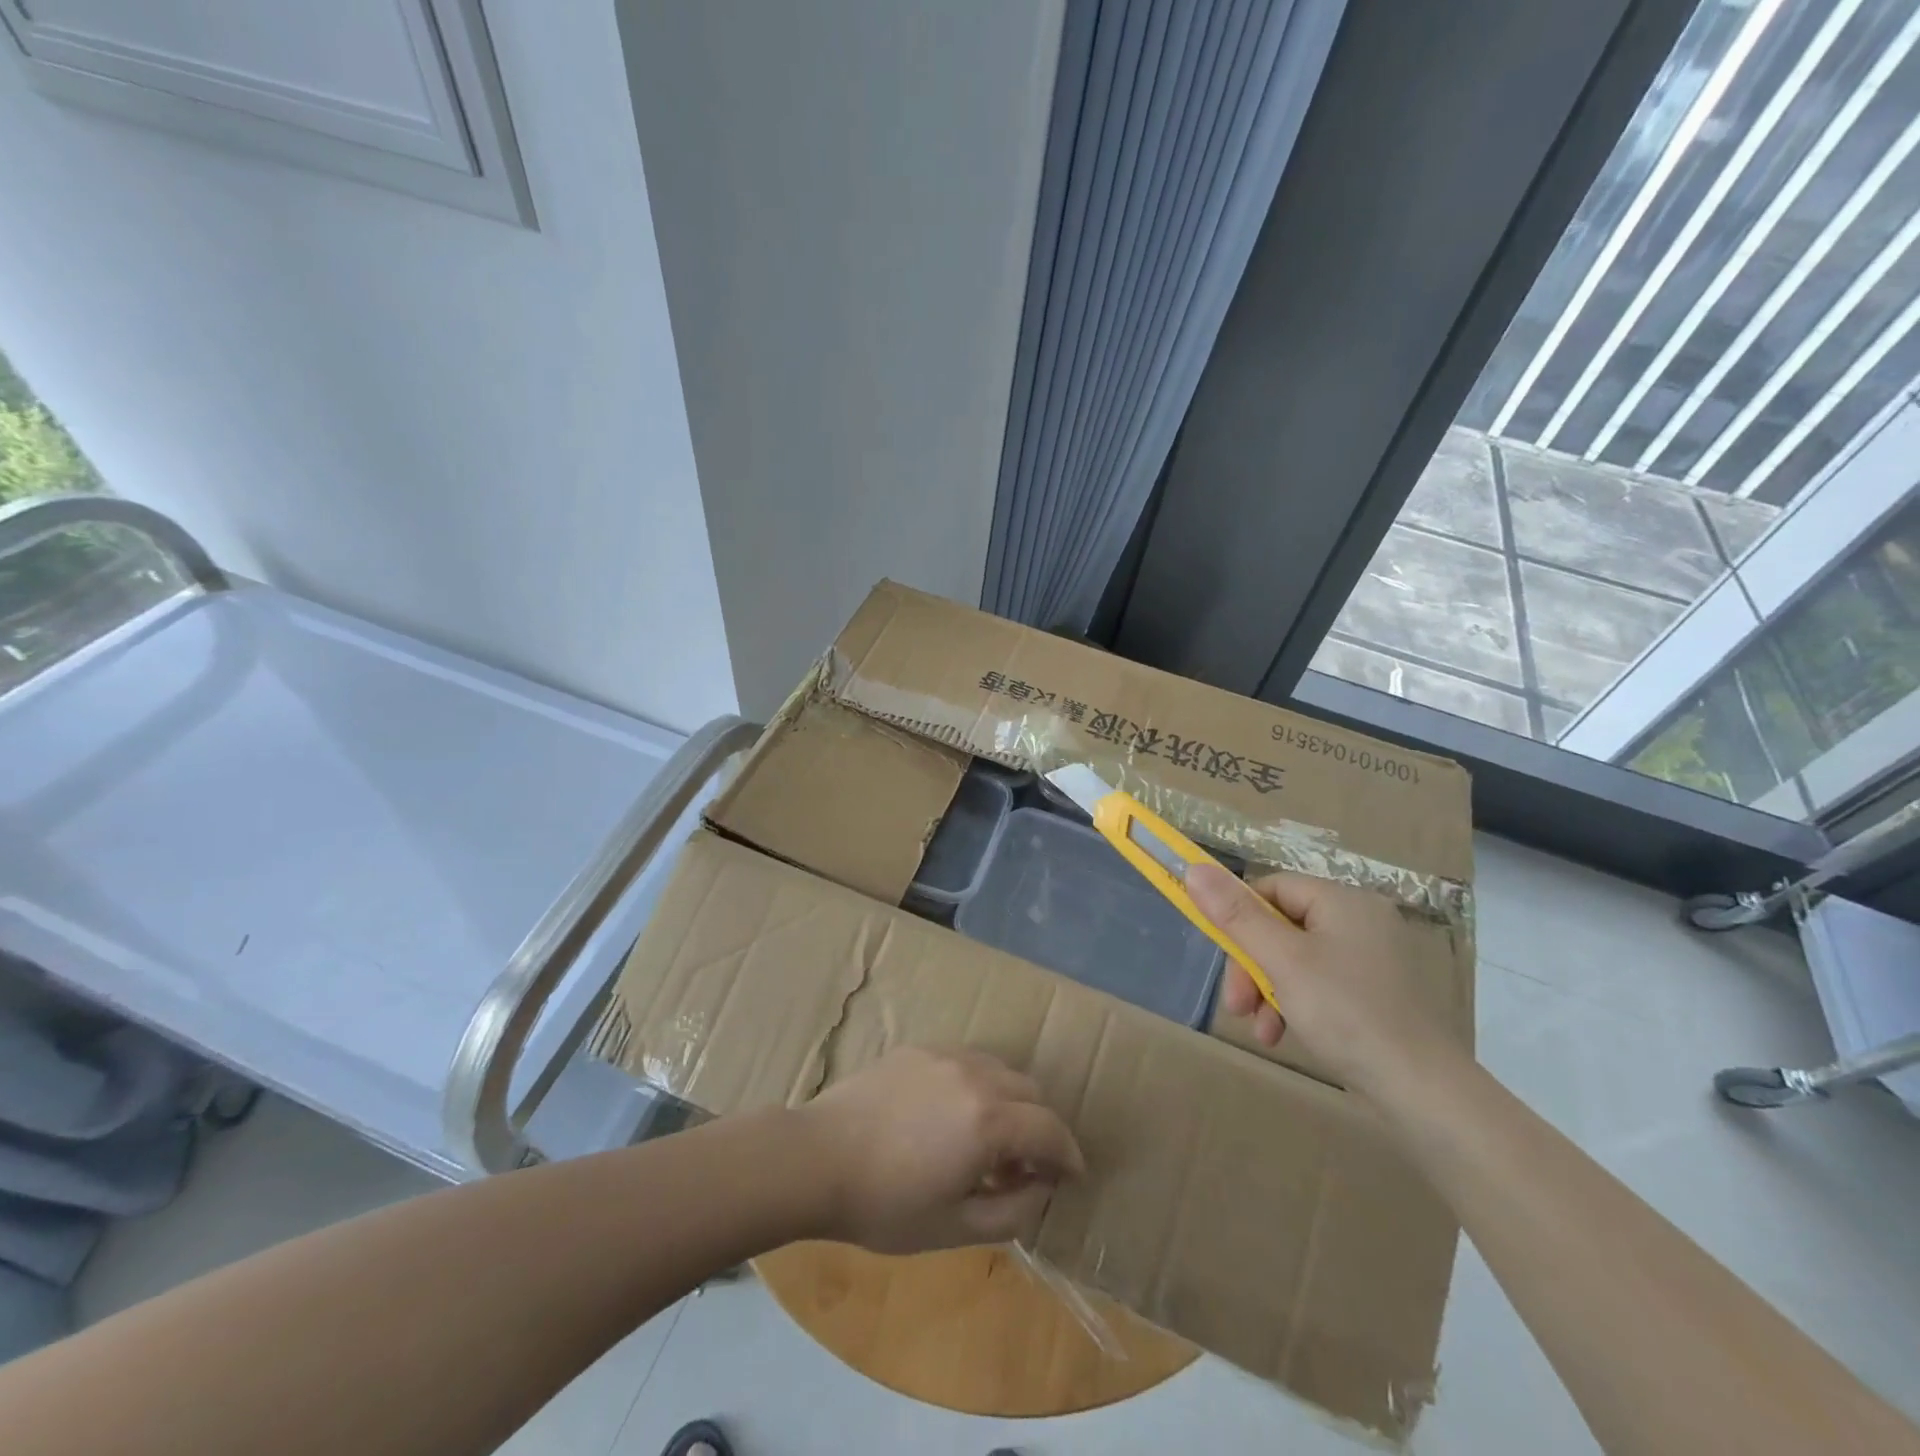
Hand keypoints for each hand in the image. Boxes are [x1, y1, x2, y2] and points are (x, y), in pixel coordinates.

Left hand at [797, 1047, 1085, 1253]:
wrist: (817, 1158)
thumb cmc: (885, 1204)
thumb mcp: (955, 1227)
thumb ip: (1012, 1211)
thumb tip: (1041, 1186)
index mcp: (989, 1119)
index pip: (1050, 1129)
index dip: (1069, 1155)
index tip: (1072, 1176)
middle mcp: (975, 1075)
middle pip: (1031, 1092)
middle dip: (1040, 1128)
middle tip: (1024, 1167)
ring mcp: (945, 1055)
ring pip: (1001, 1069)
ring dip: (1011, 1102)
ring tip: (988, 1139)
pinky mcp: (919, 1048)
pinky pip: (967, 1060)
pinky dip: (979, 1084)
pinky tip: (954, 1114)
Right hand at [1185, 864, 1455, 1097]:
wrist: (1423, 1092)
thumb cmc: (1346, 1013)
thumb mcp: (1281, 961)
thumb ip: (1235, 915)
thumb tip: (1193, 868)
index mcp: (1343, 901)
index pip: (1272, 889)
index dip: (1239, 917)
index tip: (1224, 956)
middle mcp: (1360, 920)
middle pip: (1280, 927)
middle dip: (1251, 967)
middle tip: (1236, 1006)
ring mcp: (1370, 958)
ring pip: (1294, 959)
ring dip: (1267, 991)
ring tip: (1260, 1030)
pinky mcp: (1374, 992)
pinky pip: (1318, 983)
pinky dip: (1294, 1005)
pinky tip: (1283, 1035)